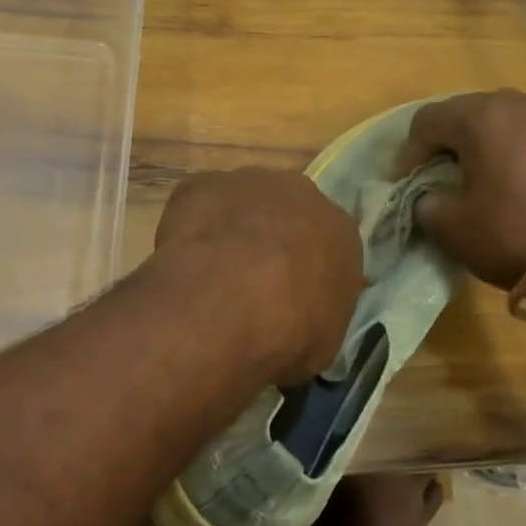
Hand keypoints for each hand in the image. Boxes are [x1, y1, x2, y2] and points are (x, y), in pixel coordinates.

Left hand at [154, 168, 362, 384]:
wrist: (231, 302)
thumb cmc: (292, 330)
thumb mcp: (323, 343)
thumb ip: (317, 319)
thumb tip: (300, 326)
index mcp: (341, 231)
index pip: (330, 246)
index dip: (308, 271)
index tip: (292, 298)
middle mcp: (301, 194)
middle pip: (288, 214)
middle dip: (273, 242)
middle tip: (251, 283)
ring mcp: (250, 182)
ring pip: (244, 203)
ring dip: (233, 231)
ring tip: (213, 274)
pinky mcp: (203, 183)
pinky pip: (200, 204)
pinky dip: (193, 228)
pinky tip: (184, 261)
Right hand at [398, 90, 525, 290]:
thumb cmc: (513, 234)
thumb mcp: (450, 225)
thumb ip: (423, 200)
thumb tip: (427, 195)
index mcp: (480, 114)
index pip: (426, 121)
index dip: (408, 153)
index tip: (404, 184)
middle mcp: (515, 101)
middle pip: (462, 114)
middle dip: (442, 144)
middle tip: (433, 178)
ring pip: (497, 121)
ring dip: (477, 144)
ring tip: (472, 178)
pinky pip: (525, 133)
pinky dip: (508, 150)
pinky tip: (507, 180)